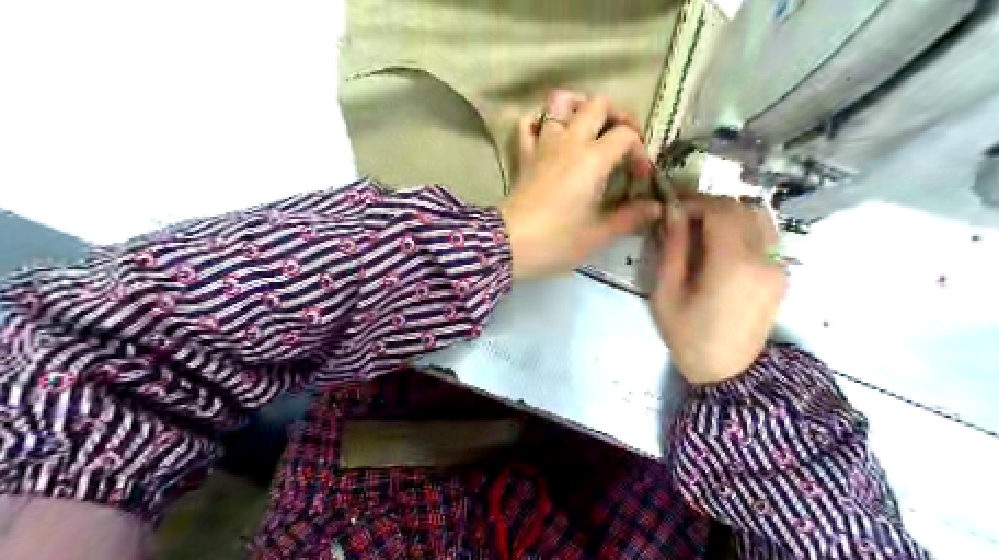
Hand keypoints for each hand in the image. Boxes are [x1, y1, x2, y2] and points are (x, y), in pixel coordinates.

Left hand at [500, 89, 660, 280]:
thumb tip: (655, 208)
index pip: (626, 135)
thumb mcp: (599, 234)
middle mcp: (568, 142)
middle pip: (597, 104)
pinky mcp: (523, 155)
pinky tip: (551, 134)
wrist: (508, 246)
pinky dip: (540, 121)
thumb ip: (630, 217)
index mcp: (592, 159)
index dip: (639, 152)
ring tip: (590, 127)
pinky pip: (528, 124)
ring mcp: (542, 144)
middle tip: (623, 141)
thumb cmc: (556, 240)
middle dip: (617, 116)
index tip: (639, 178)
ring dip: (578, 106)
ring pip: (559, 102)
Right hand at [657, 197, 787, 384]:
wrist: (727, 372)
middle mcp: (763, 258)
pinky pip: (765, 235)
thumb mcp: (667, 293)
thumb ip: (672, 248)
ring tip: (702, 228)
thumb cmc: (688, 335)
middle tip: (683, 216)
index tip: (672, 208)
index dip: (694, 202)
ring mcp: (778, 265)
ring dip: (729, 214)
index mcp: (733, 264)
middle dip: (710, 205)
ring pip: (759, 217)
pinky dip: (742, 228)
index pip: (720, 209)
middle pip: (742, 208)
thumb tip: (673, 211)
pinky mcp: (781, 274)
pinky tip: (721, 245)